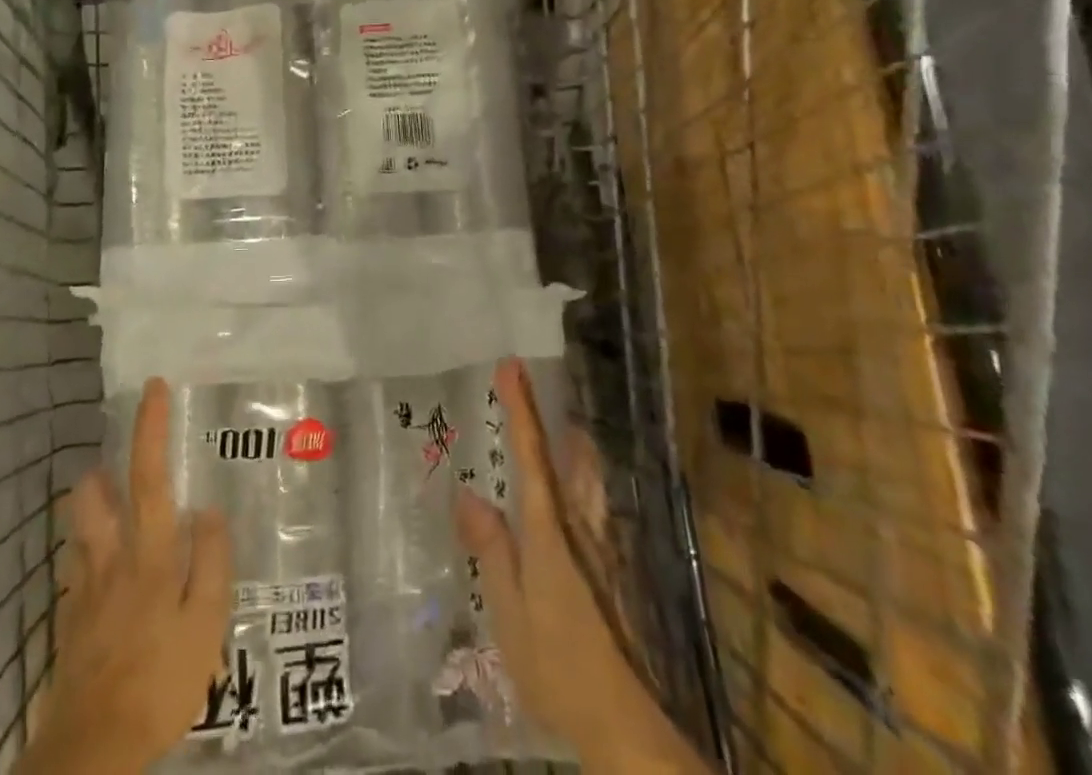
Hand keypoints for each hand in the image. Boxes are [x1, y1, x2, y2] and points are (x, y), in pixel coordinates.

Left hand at [20, 378, 232, 774]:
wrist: (91, 751)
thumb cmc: (159, 682)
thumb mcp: (206, 625)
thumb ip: (210, 561)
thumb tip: (208, 508)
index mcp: (148, 553)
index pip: (149, 475)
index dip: (150, 428)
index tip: (153, 387)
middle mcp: (110, 559)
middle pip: (92, 495)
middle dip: (103, 471)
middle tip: (122, 469)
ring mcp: (83, 590)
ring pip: (79, 529)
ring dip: (92, 510)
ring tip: (116, 518)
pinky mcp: (69, 621)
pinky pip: (76, 572)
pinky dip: (89, 560)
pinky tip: (107, 584)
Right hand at [456, 359, 709, 773]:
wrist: (622, 724)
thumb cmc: (558, 665)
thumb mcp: (509, 610)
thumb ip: (492, 549)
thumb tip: (469, 492)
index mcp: (550, 532)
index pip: (532, 457)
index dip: (521, 410)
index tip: (511, 366)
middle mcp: (578, 529)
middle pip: (571, 462)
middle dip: (554, 423)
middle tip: (531, 391)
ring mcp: (597, 551)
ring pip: (584, 484)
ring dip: (567, 451)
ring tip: (550, 431)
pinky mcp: (605, 574)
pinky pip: (586, 510)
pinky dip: (572, 485)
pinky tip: (559, 502)